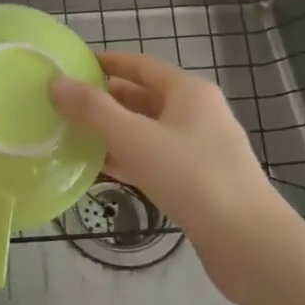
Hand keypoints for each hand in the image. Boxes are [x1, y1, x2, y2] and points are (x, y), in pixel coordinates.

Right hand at [50, 51, 287, 246]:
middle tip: (66, 105)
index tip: (73, 67)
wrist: (248, 242)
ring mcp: (201, 148)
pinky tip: (101, 170)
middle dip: (106, 100)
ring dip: (114, 132)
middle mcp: (198, 113)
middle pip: (144, 97)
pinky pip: (156, 159)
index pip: (140, 65)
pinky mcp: (200, 181)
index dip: (107, 63)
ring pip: (149, 130)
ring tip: (74, 136)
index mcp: (188, 91)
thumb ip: (93, 109)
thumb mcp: (134, 137)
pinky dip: (129, 159)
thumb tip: (57, 82)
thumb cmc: (191, 176)